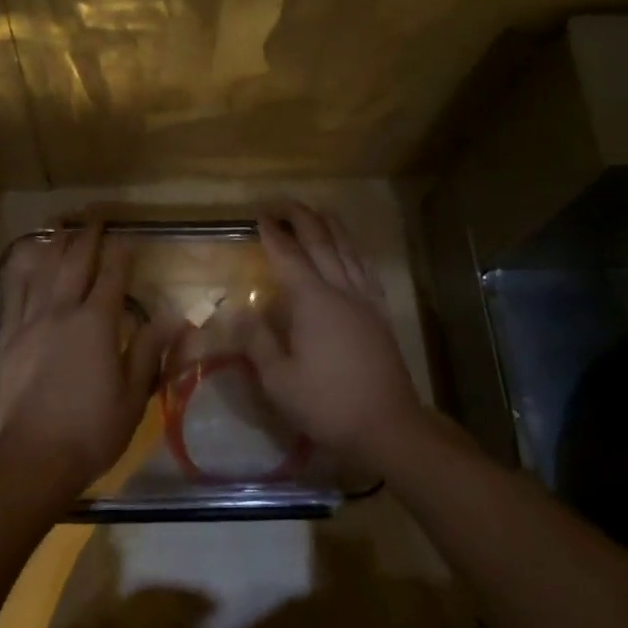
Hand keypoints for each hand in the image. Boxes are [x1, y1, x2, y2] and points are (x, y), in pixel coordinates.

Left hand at [0, 222, 169, 494]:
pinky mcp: (9, 337)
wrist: (32, 457)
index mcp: (97, 323)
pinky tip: (27, 259)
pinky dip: (24, 269)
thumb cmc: (92, 429)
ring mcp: (31, 321)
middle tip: (96, 215)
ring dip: (56, 243)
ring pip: (44, 270)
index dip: (122, 252)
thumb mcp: (134, 394)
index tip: (130, 235)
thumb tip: (176, 316)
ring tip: (63, 224)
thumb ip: (151, 349)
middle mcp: (62, 311)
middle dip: (88, 235)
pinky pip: (17, 292)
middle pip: (75, 262)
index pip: (112, 275)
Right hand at [245, 203, 424, 457]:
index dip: (272, 233)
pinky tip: (350, 249)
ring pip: (347, 249)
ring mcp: (365, 299)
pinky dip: (353, 249)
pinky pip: (364, 268)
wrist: (386, 424)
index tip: (258, 215)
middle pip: (320, 242)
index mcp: (312, 301)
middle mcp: (340, 290)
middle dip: (300, 218)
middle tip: (282, 203)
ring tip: (317, 211)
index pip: (288, 256)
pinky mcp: (380, 313)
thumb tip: (241, 311)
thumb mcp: (278, 380)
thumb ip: (258, 341)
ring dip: (330, 226)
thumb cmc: (326, 403)